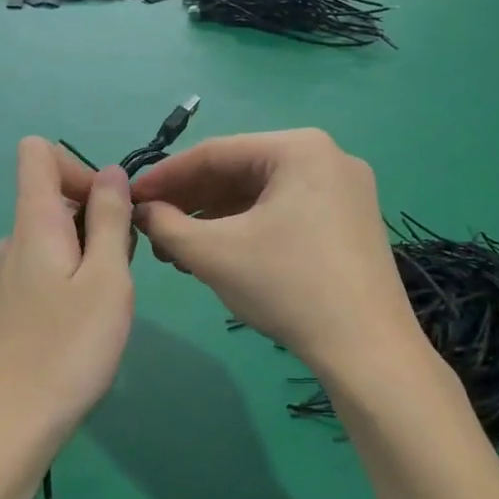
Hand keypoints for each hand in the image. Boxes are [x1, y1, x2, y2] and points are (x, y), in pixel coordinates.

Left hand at [0, 139, 134, 464]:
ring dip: (89, 257)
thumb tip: (111, 173)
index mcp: (33, 222)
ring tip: (104, 308)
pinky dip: (71, 282)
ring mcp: (5, 276)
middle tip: (118, 275)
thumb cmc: (67, 350)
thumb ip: (109, 219)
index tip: (108, 211)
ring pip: (55, 240)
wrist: (8, 428)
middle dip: (97, 221)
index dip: (79, 166)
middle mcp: (12, 240)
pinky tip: (81, 328)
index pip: (37, 152)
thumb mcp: (107, 279)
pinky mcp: (6, 308)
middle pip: (54, 198)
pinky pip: (44, 271)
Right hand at [131, 130, 418, 373]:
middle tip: (152, 229)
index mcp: (299, 148)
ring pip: (262, 195)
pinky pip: (286, 212)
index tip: (130, 198)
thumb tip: (142, 211)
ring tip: (178, 249)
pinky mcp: (350, 222)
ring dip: (215, 219)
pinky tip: (218, 254)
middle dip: (191, 202)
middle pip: (240, 172)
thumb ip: (166, 225)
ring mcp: (345, 190)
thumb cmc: (288, 287)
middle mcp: (327, 157)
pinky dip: (248, 229)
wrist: (368, 350)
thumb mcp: (213, 253)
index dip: (165, 176)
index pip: (215, 153)